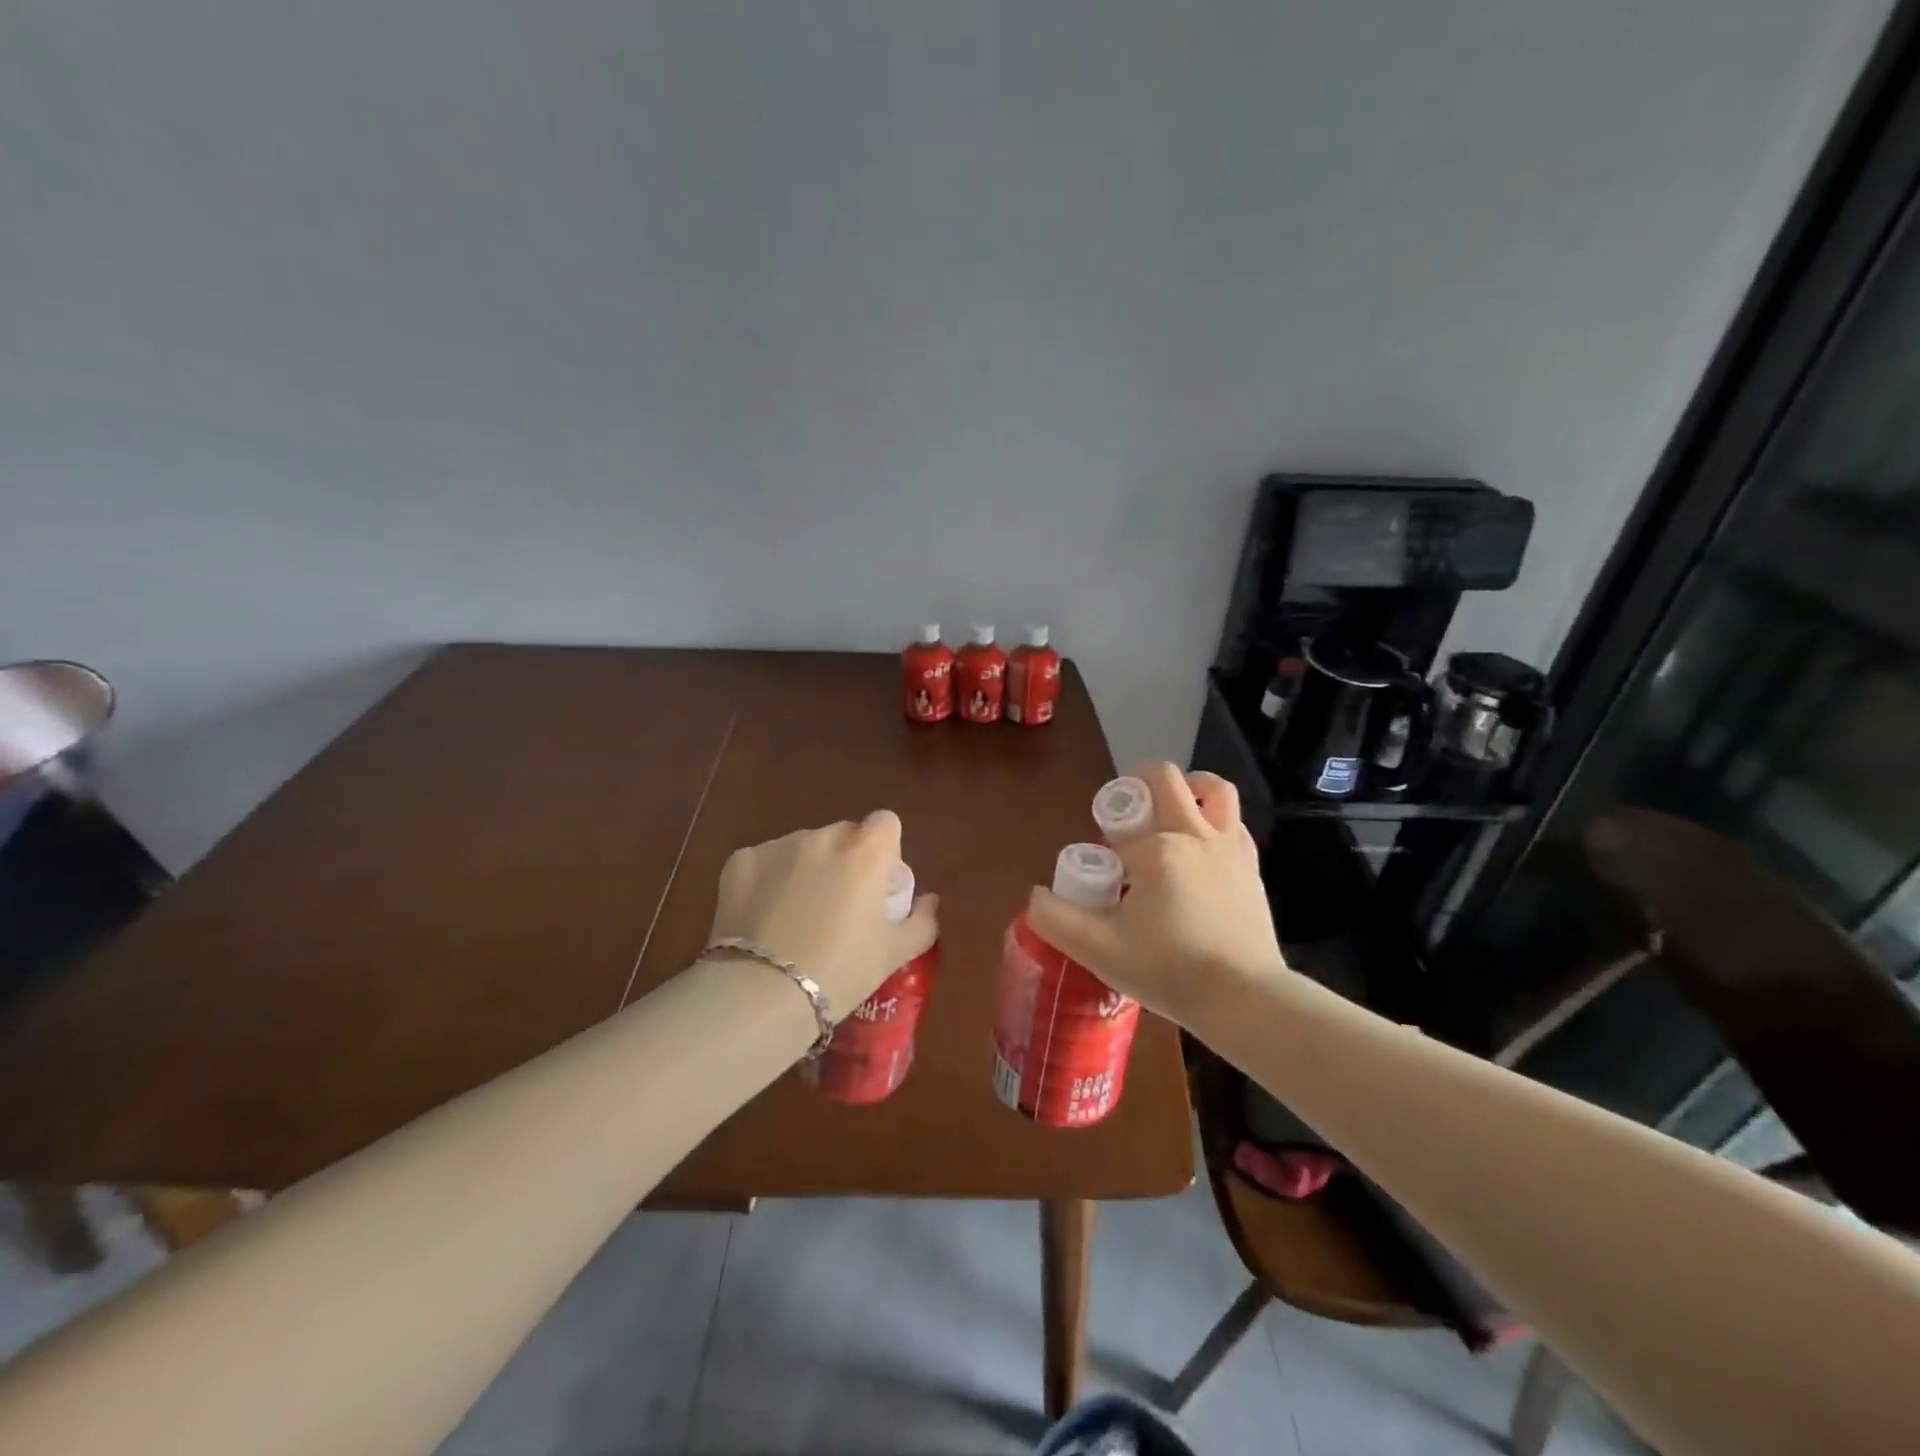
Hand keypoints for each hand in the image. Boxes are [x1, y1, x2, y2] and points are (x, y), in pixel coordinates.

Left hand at [706, 811, 939, 1017]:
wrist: (761, 994)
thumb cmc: (840, 972)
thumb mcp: (893, 954)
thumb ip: (921, 922)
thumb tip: (929, 902)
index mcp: (865, 853)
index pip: (885, 823)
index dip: (884, 849)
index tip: (877, 883)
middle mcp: (822, 838)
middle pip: (843, 834)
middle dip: (844, 859)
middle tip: (837, 903)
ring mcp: (777, 846)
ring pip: (801, 847)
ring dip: (805, 868)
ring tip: (794, 916)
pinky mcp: (740, 861)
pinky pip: (764, 862)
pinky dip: (767, 880)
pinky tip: (762, 917)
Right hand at [1026, 762, 1286, 1025]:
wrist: (1244, 1000)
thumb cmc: (1170, 971)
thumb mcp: (1099, 950)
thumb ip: (1056, 919)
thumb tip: (1036, 896)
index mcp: (1157, 849)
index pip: (1116, 826)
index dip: (1101, 843)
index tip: (1101, 873)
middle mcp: (1195, 835)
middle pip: (1165, 778)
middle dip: (1139, 784)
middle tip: (1126, 817)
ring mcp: (1230, 848)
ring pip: (1213, 790)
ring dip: (1187, 789)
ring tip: (1168, 813)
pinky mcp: (1251, 867)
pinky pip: (1233, 823)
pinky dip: (1214, 822)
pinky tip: (1200, 850)